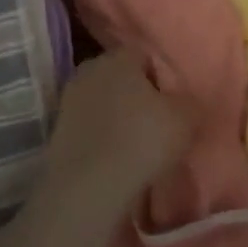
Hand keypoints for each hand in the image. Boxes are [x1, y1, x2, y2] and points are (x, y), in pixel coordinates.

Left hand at [43, 51, 194, 214]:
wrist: (86, 190)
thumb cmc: (141, 142)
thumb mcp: (185, 119)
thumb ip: (190, 102)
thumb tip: (187, 101)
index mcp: (118, 57)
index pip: (144, 56)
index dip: (160, 78)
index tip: (171, 103)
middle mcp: (90, 70)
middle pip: (120, 77)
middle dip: (136, 95)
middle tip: (156, 122)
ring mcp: (68, 101)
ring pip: (102, 103)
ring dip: (116, 118)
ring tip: (135, 147)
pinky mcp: (56, 133)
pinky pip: (89, 128)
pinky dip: (100, 139)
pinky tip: (114, 160)